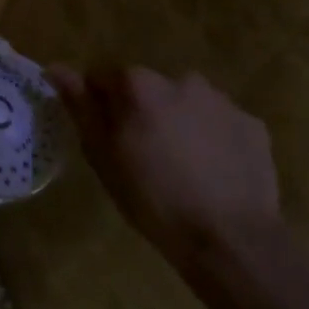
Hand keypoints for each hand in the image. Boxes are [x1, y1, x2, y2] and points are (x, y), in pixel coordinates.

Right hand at [48, 65, 281, 268]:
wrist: (231, 240)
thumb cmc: (154, 199)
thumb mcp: (103, 156)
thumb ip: (80, 106)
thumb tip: (56, 68)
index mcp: (138, 84)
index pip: (103, 78)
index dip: (99, 106)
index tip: (105, 138)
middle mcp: (180, 79)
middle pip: (147, 89)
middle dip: (142, 112)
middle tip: (142, 155)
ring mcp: (221, 101)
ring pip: (185, 103)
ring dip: (178, 122)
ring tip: (181, 166)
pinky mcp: (252, 125)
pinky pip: (220, 123)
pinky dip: (212, 139)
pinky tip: (212, 173)